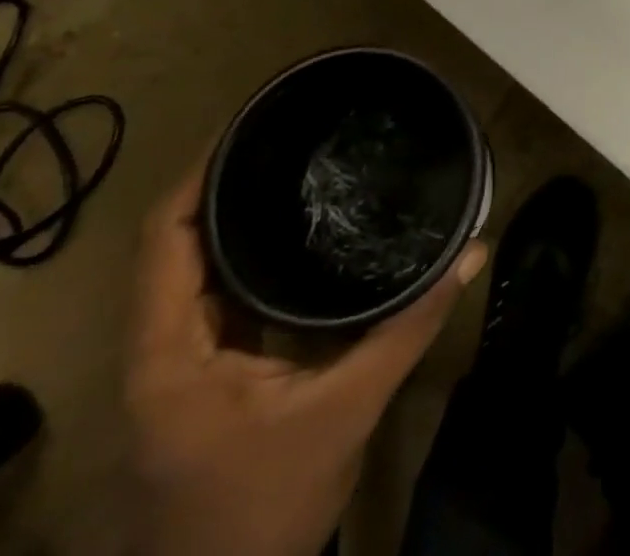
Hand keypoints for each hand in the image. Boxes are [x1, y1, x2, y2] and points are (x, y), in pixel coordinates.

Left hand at [124, 164, 485, 555]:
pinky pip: (216, 291)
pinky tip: (294, 229)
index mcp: (169, 352)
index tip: (256, 121)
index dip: (201, 172)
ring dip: (234, 213)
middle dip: (226, 178)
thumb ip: (408, 327)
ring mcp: (177, 362)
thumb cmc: (266, 508)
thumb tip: (471, 250)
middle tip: (291, 128)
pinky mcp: (203, 372)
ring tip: (295, 159)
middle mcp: (158, 346)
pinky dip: (246, 252)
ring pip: (193, 265)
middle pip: (176, 239)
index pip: (164, 237)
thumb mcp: (346, 412)